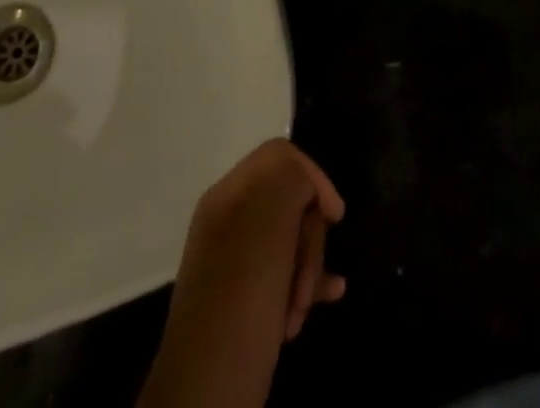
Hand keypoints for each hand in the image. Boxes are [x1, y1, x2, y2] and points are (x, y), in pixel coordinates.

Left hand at [138, 140, 345, 407]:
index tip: (334, 216)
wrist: (205, 400)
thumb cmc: (240, 306)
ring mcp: (238, 259)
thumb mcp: (267, 230)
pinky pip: (287, 271)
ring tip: (302, 309)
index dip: (313, 177)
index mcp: (229, 195)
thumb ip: (289, 181)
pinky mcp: (248, 296)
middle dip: (310, 237)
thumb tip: (306, 178)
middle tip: (304, 279)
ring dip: (308, 268)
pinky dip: (308, 282)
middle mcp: (231, 219)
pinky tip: (332, 295)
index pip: (281, 155)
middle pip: (291, 198)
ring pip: (293, 239)